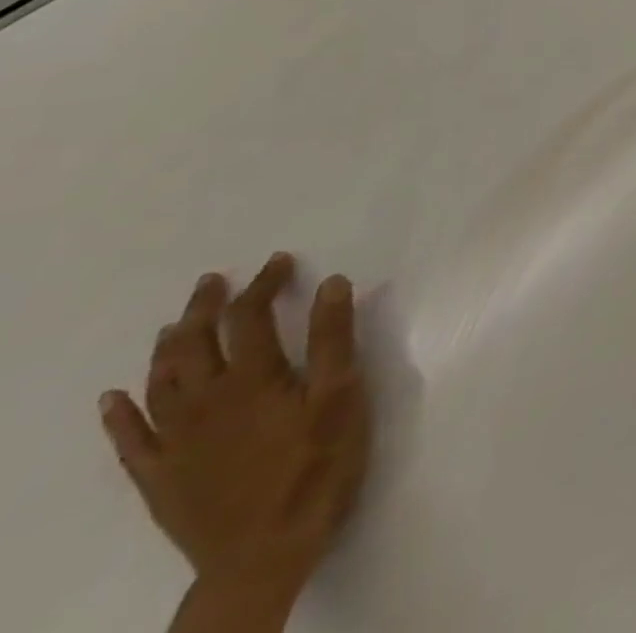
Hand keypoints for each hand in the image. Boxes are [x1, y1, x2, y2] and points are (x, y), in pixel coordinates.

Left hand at [99, 254, 371, 611]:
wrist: (263, 554)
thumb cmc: (317, 465)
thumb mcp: (342, 396)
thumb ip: (333, 339)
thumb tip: (331, 282)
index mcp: (252, 380)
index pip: (250, 317)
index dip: (263, 284)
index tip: (281, 261)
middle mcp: (204, 402)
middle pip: (193, 345)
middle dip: (204, 308)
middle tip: (214, 281)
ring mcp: (174, 443)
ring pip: (159, 384)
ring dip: (166, 348)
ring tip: (174, 324)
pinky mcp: (159, 477)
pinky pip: (128, 440)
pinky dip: (119, 413)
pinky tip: (114, 398)